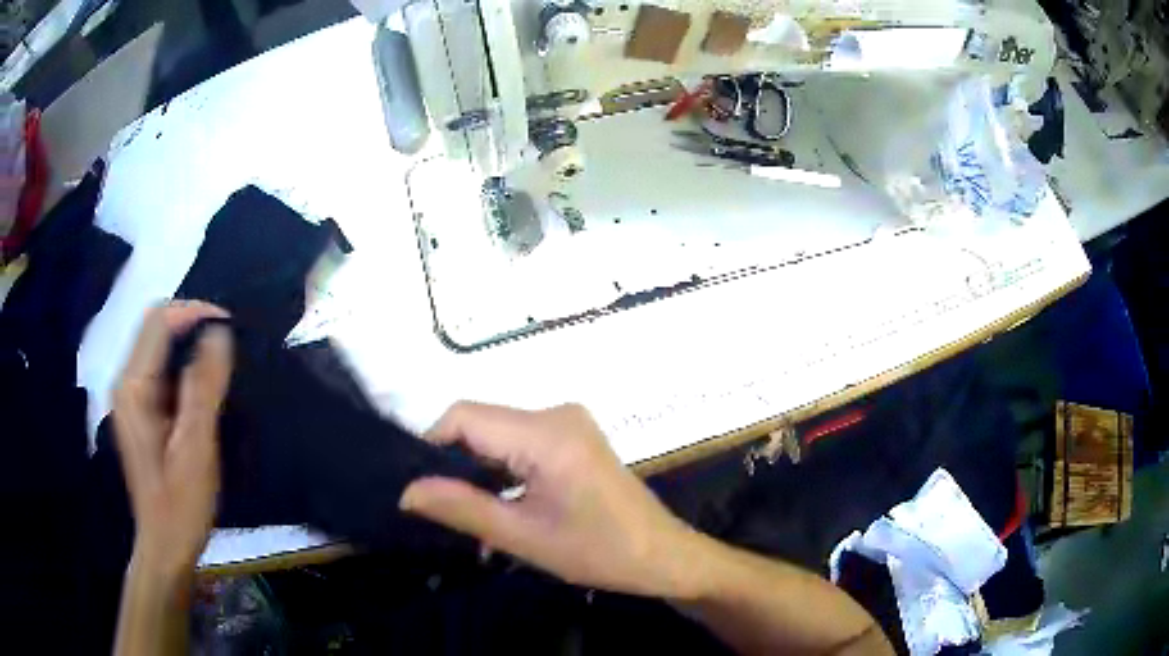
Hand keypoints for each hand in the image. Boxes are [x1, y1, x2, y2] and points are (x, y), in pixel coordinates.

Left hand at [113, 301, 232, 577]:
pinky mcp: (137, 411)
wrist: (165, 546)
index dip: (193, 312)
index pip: (158, 322)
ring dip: (185, 342)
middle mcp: (124, 383)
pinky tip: (200, 385)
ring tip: (219, 358)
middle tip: (226, 341)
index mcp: (133, 388)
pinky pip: (157, 369)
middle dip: (189, 323)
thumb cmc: (181, 504)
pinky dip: (180, 364)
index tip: (229, 325)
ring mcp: (128, 397)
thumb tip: (219, 334)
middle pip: (153, 327)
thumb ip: (203, 388)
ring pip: (155, 346)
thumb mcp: (196, 448)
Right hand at [400, 402, 697, 596]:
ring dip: (476, 465)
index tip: (418, 487)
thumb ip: (461, 508)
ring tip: (466, 508)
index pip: (464, 417)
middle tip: (440, 506)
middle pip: (480, 421)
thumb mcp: (523, 536)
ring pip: (498, 431)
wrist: (662, 555)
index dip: (431, 446)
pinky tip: (497, 498)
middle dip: (453, 460)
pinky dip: (500, 464)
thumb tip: (405, 491)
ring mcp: (568, 422)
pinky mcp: (574, 435)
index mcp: (546, 433)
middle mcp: (556, 413)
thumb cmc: (599, 552)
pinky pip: (519, 439)